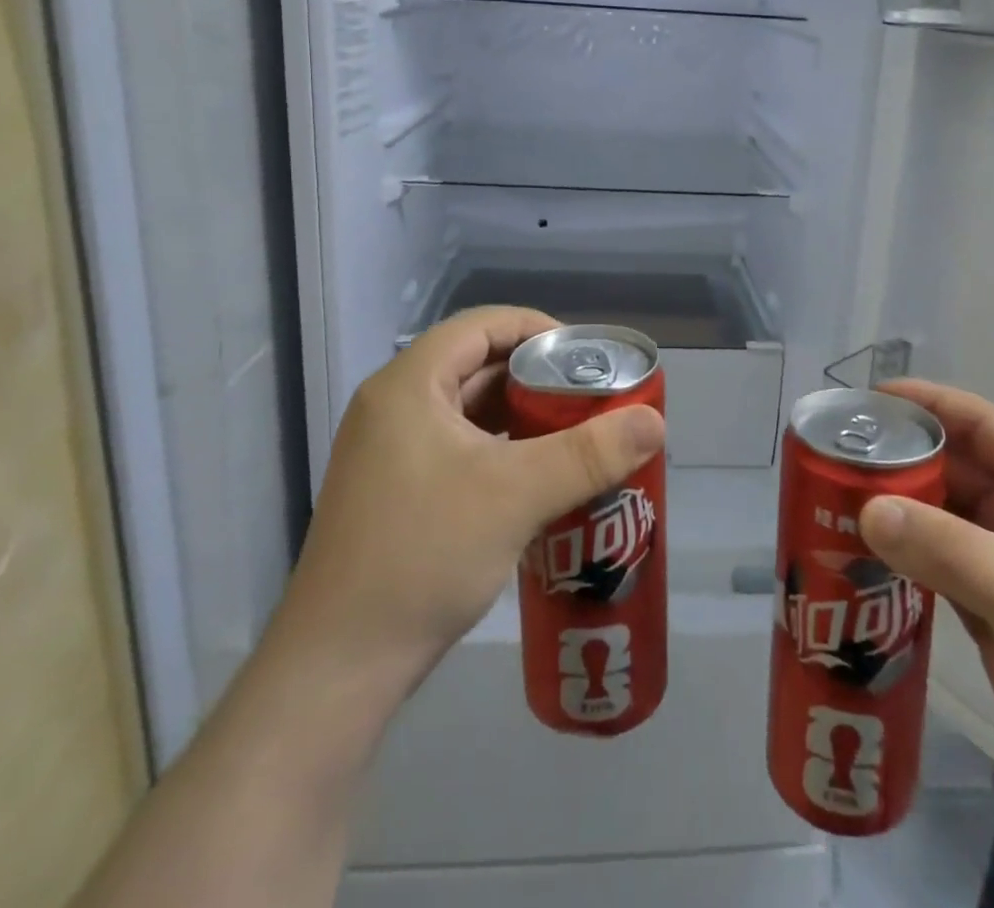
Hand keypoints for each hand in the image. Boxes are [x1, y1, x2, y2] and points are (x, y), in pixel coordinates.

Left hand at [272, 307, 665, 693]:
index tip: (587, 358)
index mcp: (409, 385)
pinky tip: (538, 477)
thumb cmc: (423, 556)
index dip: (539, 330)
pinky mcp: (395, 491)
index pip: (483, 325)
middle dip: (539, 378)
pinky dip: (501, 450)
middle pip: (478, 366)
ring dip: (523, 417)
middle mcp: (394, 406)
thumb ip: (591, 453)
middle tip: (593, 398)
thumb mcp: (516, 495)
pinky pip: (459, 448)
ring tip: (577, 434)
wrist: (337, 668)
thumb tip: (655, 421)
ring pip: (470, 411)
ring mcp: (389, 452)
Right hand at [858, 379, 993, 832]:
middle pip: (952, 469)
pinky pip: (936, 565)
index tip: (866, 400)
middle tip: (830, 458)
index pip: (981, 422)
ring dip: (893, 511)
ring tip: (829, 503)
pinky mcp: (993, 611)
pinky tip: (856, 558)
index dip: (926, 403)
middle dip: (897, 460)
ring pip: (939, 519)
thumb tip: (865, 510)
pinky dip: (900, 558)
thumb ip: (944, 547)